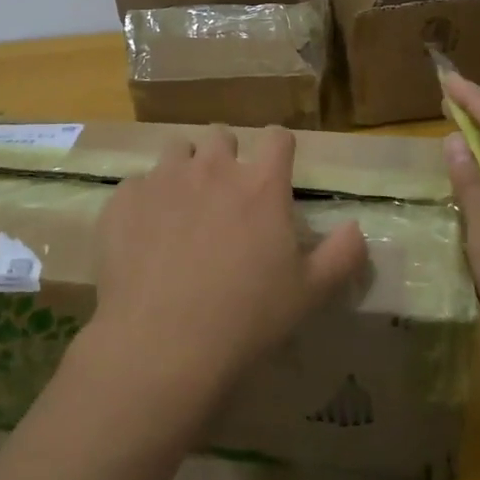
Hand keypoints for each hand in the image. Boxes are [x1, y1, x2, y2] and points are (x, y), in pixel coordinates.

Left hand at [86, 126, 368, 415]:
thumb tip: (356, 228)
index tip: (276, 167)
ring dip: (184, 170)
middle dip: (226, 156)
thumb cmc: (246, 318)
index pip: (278, 137)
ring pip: (177, 151)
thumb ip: (342, 254)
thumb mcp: (310, 293)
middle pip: (222, 135)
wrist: (161, 344)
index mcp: (261, 184)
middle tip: (226, 194)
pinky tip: (144, 237)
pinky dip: (145, 201)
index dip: (279, 147)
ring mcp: (163, 179)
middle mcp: (212, 168)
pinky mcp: (124, 200)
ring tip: (182, 209)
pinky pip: (137, 185)